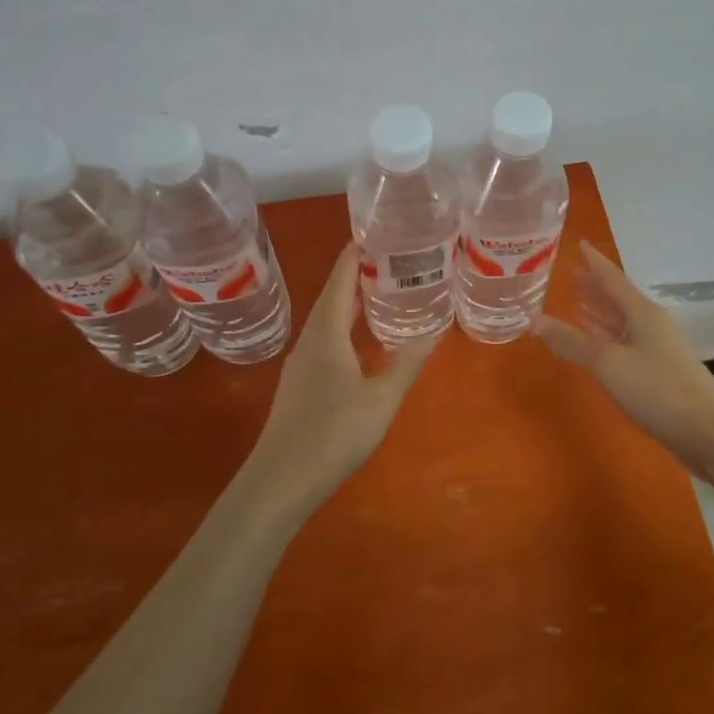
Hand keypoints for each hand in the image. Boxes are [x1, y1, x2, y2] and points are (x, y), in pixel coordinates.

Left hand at [245, 242, 435, 514]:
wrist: (279, 482)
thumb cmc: (332, 434)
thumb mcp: (381, 398)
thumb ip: (407, 362)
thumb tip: (434, 330)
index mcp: (327, 332)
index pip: (341, 278)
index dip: (357, 253)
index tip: (380, 231)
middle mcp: (310, 339)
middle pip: (333, 294)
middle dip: (359, 273)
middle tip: (394, 258)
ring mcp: (302, 362)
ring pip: (328, 318)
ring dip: (352, 300)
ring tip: (383, 291)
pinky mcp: (300, 383)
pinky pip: (326, 338)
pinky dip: (346, 325)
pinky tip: (362, 339)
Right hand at [534, 243, 713, 480]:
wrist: (708, 431)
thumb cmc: (657, 389)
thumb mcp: (608, 363)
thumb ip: (571, 341)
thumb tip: (533, 318)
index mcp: (641, 312)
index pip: (612, 278)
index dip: (594, 262)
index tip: (579, 244)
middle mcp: (650, 324)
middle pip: (617, 298)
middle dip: (594, 286)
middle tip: (570, 273)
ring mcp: (656, 348)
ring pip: (621, 321)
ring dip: (599, 312)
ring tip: (576, 302)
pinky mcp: (657, 372)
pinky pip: (624, 343)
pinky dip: (606, 337)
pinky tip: (596, 341)